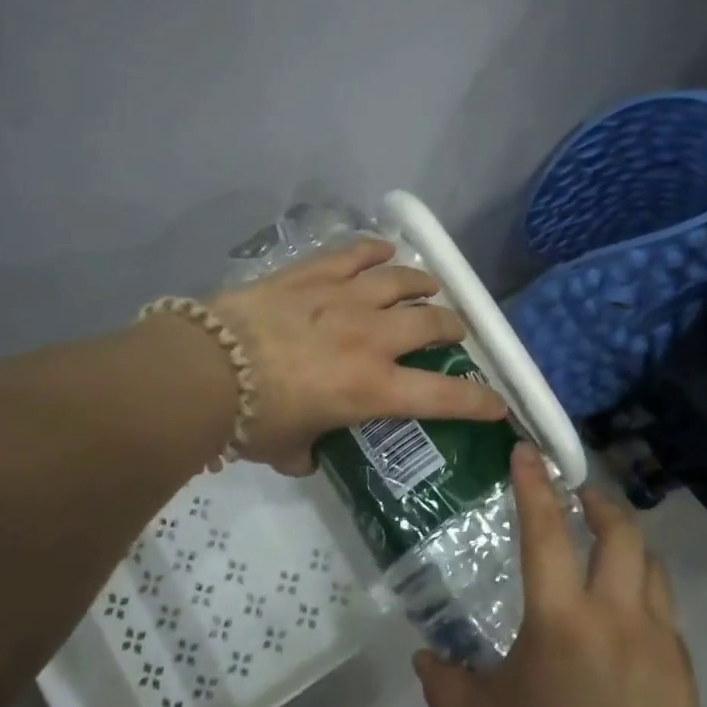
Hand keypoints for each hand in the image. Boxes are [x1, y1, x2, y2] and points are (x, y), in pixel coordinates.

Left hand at [208, 236, 505, 473]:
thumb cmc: (252, 418)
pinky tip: (383, 250)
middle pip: (432, 323)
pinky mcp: (315, 273)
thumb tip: (307, 456)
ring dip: (422, 283)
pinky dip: (375, 250)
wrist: (207, 368)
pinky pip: (355, 252)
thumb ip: (307, 452)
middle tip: (453, 330)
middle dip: (452, 327)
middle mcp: (373, 338)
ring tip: (428, 285)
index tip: (499, 404)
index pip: (444, 398)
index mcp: (373, 389)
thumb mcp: (287, 448)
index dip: (479, 402)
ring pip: (402, 281)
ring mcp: (346, 298)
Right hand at [414, 444, 699, 706]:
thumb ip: (444, 681)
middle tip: (581, 498)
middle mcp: (615, 614)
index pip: (546, 532)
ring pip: (653, 567)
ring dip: (629, 547)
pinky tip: (627, 626)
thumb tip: (423, 657)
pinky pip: (666, 616)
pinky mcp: (682, 671)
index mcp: (560, 618)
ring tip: (609, 552)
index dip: (534, 486)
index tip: (527, 452)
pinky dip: (646, 600)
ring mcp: (658, 641)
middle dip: (600, 503)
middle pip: (620, 532)